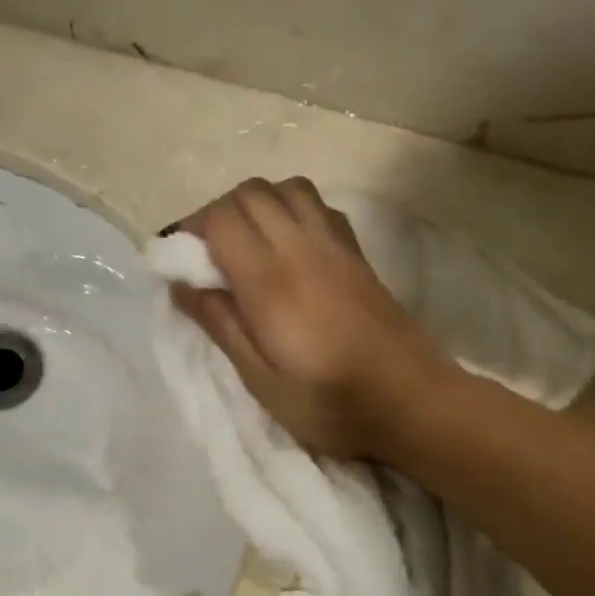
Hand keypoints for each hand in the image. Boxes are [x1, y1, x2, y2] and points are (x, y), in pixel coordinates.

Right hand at [167, 177, 453, 459]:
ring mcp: (336, 246)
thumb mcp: (263, 383)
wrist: (414, 403)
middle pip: (250, 193)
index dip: (190, 232)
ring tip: (246, 247)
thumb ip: (223, 327)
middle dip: (217, 214)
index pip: (221, 221)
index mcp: (272, 283)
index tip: (179, 264)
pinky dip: (292, 210)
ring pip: (287, 188)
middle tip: (207, 257)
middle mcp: (303, 249)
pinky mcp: (358, 255)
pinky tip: (289, 248)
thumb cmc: (333, 406)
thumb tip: (182, 285)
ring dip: (257, 205)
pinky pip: (318, 206)